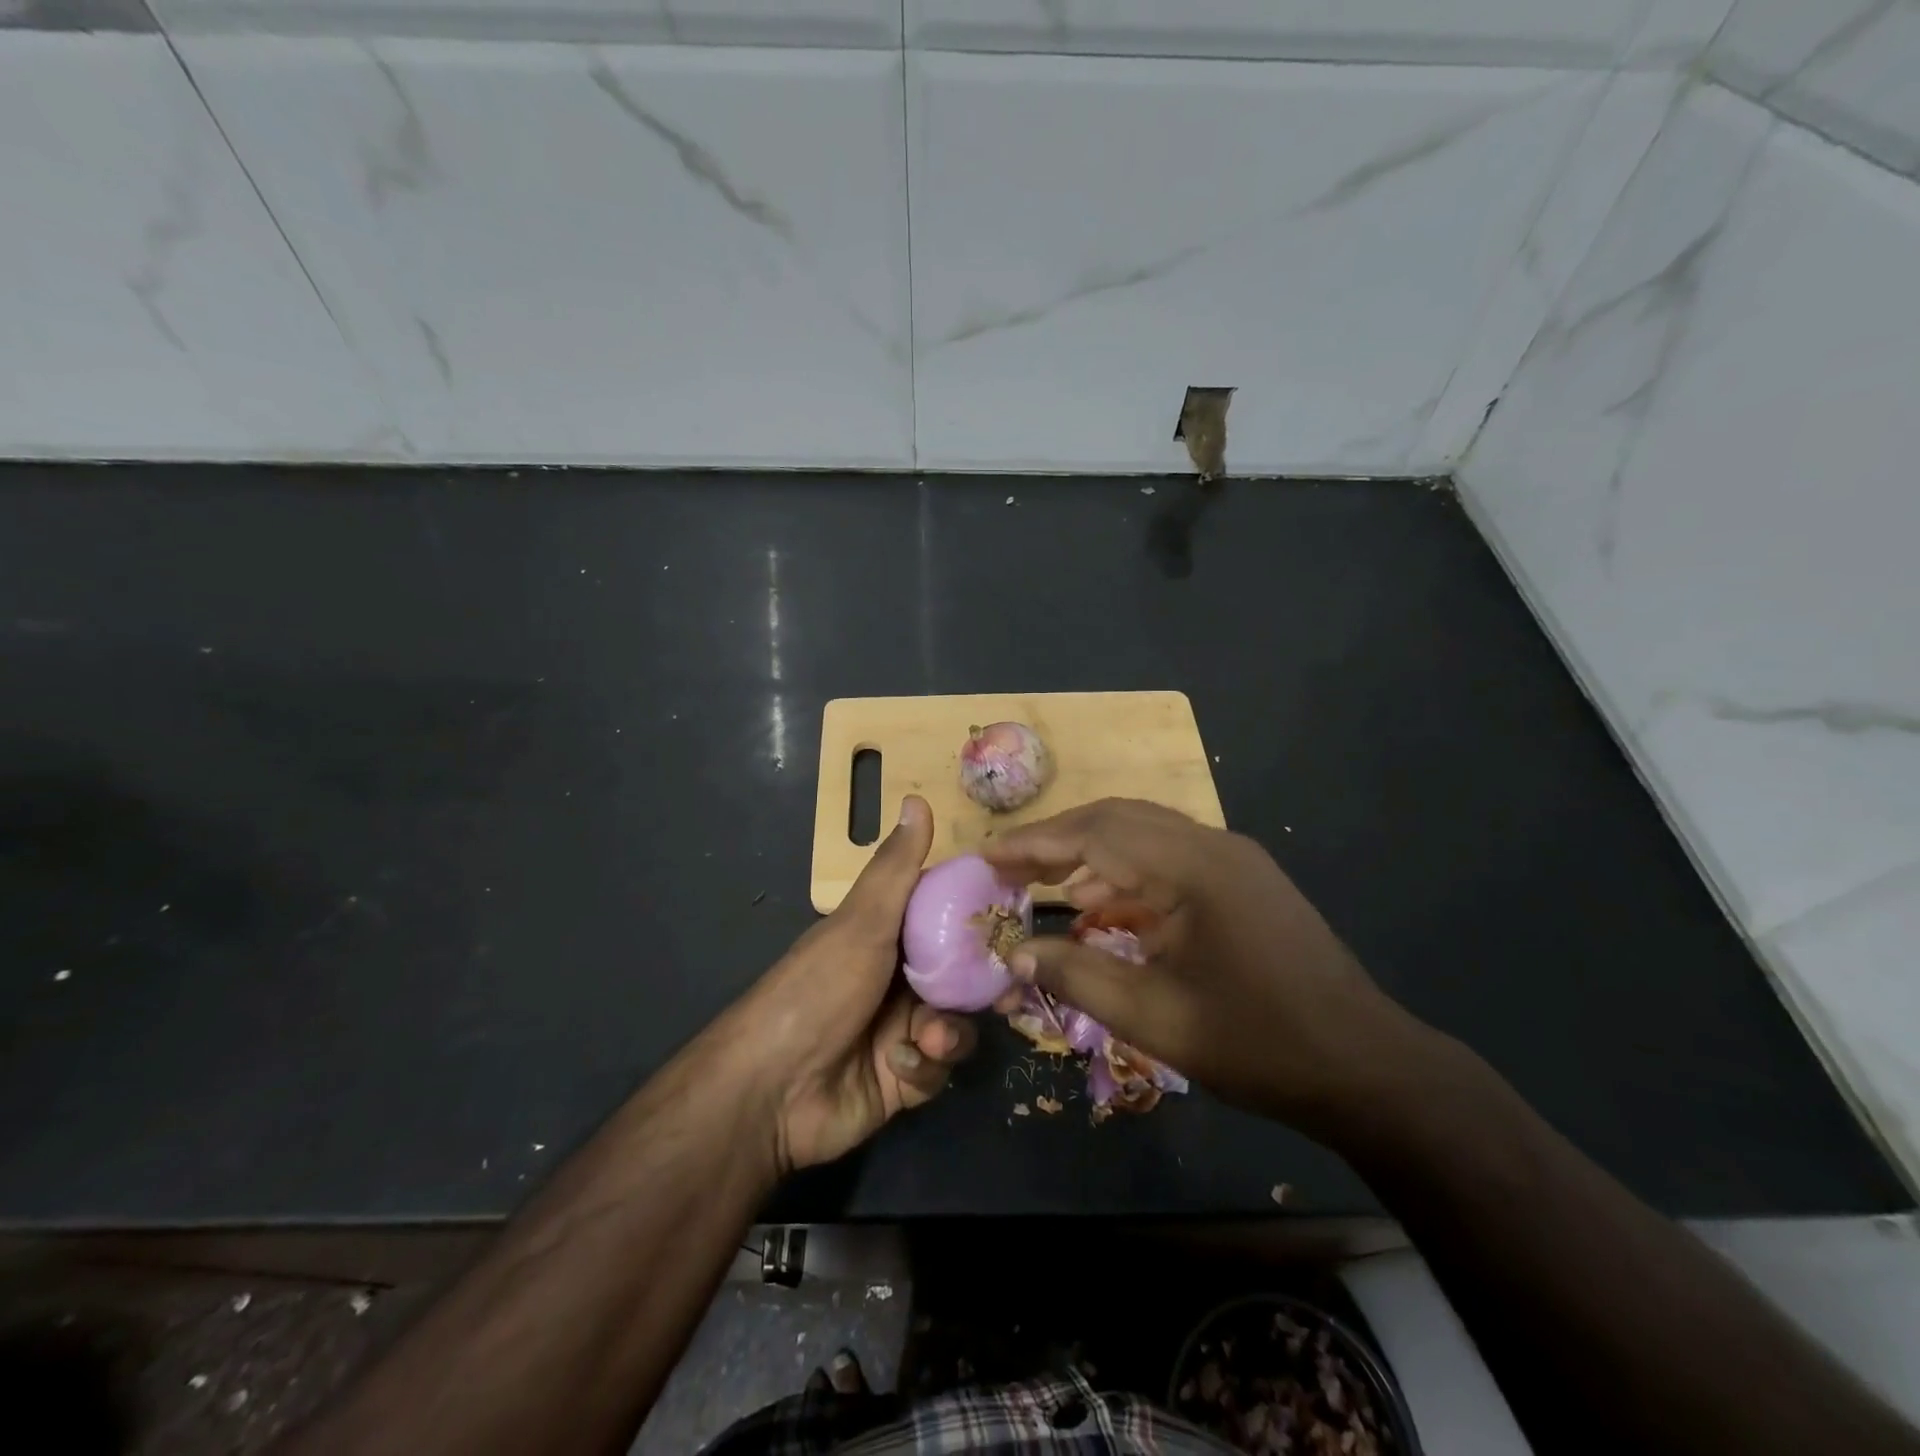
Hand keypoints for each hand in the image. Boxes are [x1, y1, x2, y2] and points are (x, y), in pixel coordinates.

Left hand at [727, 795, 975, 1173]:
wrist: (773, 1091)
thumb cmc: (820, 989)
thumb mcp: (863, 922)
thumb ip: (897, 868)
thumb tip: (917, 798)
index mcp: (886, 936)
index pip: (945, 917)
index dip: (979, 917)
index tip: (1016, 920)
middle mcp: (896, 979)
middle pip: (961, 974)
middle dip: (981, 984)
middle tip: (1008, 990)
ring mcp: (900, 1029)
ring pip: (956, 1022)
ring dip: (948, 1030)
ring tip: (930, 1038)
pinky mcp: (904, 1077)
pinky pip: (938, 1067)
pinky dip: (923, 1065)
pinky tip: (899, 1067)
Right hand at [983, 799, 1435, 1135]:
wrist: (1365, 1067)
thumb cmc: (1257, 1044)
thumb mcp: (1155, 1017)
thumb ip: (1077, 976)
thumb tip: (1013, 954)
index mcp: (1192, 868)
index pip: (1095, 834)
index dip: (1035, 843)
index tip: (986, 855)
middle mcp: (1212, 845)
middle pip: (1117, 819)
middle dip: (1057, 838)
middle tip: (1008, 864)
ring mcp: (1233, 858)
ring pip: (1143, 833)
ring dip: (1090, 851)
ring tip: (1043, 883)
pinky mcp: (1242, 879)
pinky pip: (1168, 857)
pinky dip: (1125, 871)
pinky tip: (1100, 903)